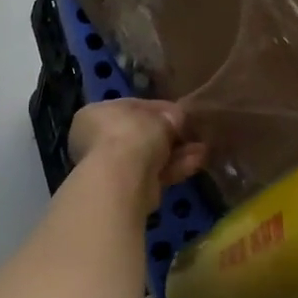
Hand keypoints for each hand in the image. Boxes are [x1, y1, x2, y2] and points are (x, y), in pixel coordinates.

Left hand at [68, 99, 205, 212]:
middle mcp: (96, 140)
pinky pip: (152, 174)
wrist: (122, 177)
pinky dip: (174, 168)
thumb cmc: (134, 134)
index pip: (131, 107)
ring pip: (150, 157)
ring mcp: (110, 167)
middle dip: (170, 136)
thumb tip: (177, 119)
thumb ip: (171, 116)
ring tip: (202, 150)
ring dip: (176, 153)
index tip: (180, 113)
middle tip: (192, 134)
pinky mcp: (125, 190)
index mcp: (95, 114)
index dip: (159, 109)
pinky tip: (196, 163)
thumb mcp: (161, 115)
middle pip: (141, 135)